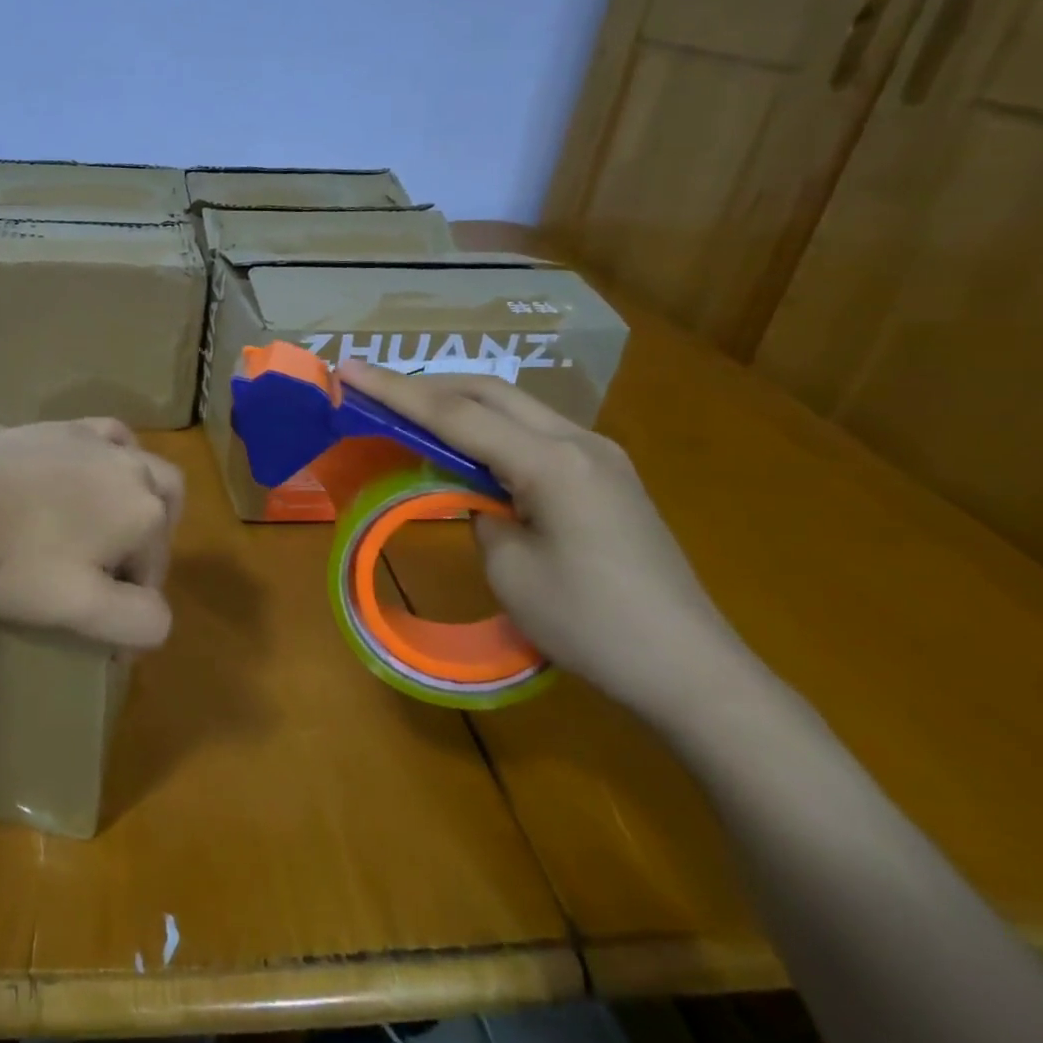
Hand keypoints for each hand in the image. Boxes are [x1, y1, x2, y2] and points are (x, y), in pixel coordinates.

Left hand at [0, 419, 183, 650]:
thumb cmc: (12, 561)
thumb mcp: (79, 610)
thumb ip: (137, 621)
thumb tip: (160, 617)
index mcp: (145, 514)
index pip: (154, 571)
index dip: (130, 602)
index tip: (95, 625)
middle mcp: (134, 468)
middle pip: (165, 512)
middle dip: (150, 545)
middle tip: (111, 573)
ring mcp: (98, 441)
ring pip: (144, 469)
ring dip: (141, 501)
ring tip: (106, 527)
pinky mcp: (64, 427)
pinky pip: (110, 436)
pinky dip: (116, 456)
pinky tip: (92, 471)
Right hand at [338, 361, 760, 721]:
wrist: (693, 673)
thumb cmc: (592, 626)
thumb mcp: (510, 569)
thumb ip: (480, 512)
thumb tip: (477, 493)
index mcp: (552, 462)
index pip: (456, 415)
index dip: (396, 392)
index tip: (349, 369)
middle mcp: (579, 441)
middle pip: (489, 392)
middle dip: (426, 385)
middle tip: (374, 389)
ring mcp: (600, 455)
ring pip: (515, 407)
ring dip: (460, 404)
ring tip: (411, 413)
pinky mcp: (607, 475)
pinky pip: (535, 432)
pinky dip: (491, 428)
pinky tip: (469, 447)